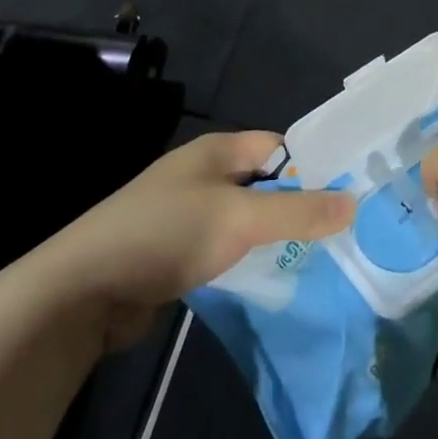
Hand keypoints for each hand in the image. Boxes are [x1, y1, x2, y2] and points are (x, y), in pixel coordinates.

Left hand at [54, 132, 352, 340]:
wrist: (84, 290)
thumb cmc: (167, 235)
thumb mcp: (240, 218)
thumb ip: (299, 212)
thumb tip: (354, 203)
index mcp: (216, 152)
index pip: (279, 148)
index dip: (314, 167)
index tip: (350, 195)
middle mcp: (204, 177)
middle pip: (266, 185)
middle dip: (300, 208)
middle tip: (344, 234)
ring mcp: (188, 216)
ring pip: (248, 221)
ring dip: (276, 238)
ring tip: (321, 259)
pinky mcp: (178, 254)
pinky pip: (228, 250)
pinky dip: (251, 261)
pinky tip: (276, 280)